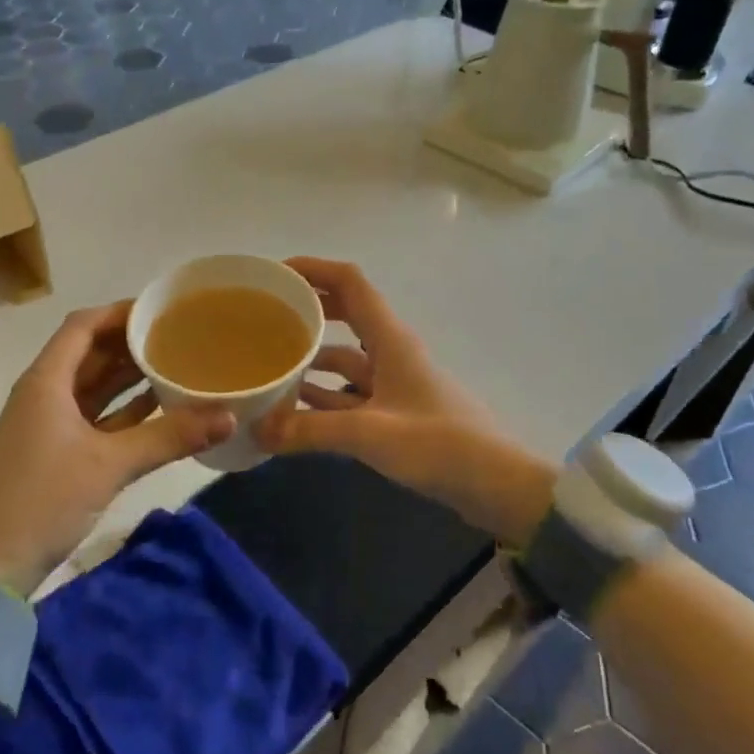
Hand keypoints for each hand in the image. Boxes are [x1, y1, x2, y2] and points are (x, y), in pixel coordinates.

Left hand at [0, 302, 233, 594]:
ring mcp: (50, 424)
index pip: (83, 326)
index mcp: (46, 381)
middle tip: (179, 335)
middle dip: (131, 343)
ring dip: (129, 376)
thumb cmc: (42, 499)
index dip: (120, 313)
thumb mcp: (109, 464)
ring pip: (94, 387)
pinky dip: (124, 410)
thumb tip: (228, 417)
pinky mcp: (58, 452)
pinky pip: (96, 417)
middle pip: (90, 353)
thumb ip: (169, 437)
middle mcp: (46, 393)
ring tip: (176, 363)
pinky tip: (159, 406)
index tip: (162, 310)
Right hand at [254, 258, 556, 546]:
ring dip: (311, 357)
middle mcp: (390, 351)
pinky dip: (324, 396)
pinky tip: (294, 409)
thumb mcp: (370, 434)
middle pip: (344, 313)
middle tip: (264, 317)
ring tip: (270, 365)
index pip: (349, 282)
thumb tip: (257, 429)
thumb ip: (311, 430)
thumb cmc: (439, 444)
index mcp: (389, 338)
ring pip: (344, 357)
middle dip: (307, 309)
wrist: (496, 484)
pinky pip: (350, 393)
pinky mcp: (395, 413)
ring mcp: (393, 383)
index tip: (274, 275)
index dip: (313, 268)